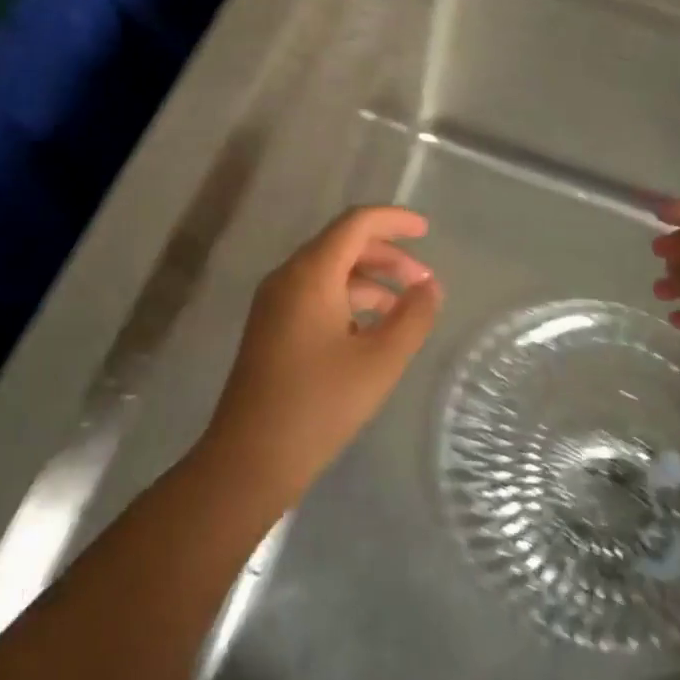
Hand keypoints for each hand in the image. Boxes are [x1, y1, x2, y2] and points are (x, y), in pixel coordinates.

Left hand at [202, 206, 441, 499]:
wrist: (249, 459)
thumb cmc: (318, 406)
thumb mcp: (378, 362)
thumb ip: (412, 318)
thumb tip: (431, 287)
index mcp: (310, 273)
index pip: (355, 223)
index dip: (393, 220)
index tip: (426, 230)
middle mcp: (288, 276)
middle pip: (343, 244)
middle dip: (387, 256)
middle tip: (424, 282)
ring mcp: (275, 302)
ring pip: (330, 271)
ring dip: (370, 281)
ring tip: (406, 309)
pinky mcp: (271, 327)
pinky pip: (316, 295)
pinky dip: (349, 300)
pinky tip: (372, 330)